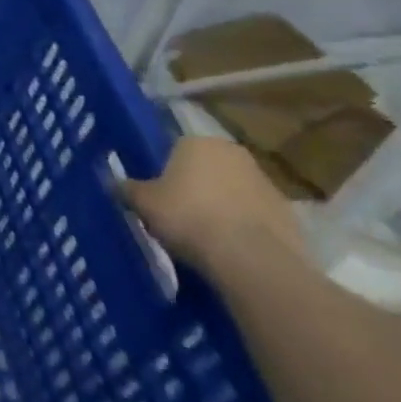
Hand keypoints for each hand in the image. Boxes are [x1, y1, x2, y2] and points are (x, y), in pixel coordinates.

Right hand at [121, 136, 304, 273]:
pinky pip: (255, 217)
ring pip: (233, 192)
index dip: (164, 173)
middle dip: (195, 187)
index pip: (174, 149)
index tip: (157, 195)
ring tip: (204, 237)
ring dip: (221, 207)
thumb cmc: (188, 217)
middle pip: (207, 168)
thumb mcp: (143, 203)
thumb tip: (110, 181)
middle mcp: (234, 153)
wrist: (251, 259)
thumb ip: (126, 189)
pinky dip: (244, 228)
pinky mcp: (290, 215)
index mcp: (198, 142)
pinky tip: (230, 250)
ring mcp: (267, 183)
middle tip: (177, 214)